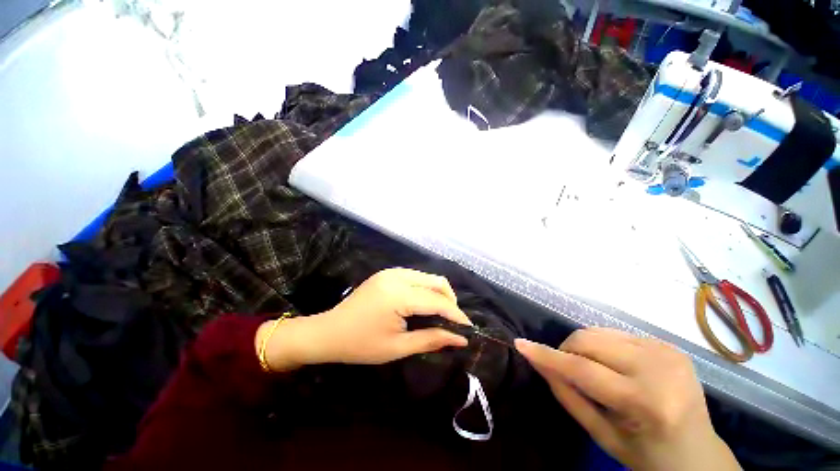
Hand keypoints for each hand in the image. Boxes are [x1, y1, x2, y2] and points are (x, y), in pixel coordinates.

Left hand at [258, 269, 471, 370]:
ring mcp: (391, 272)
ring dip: (438, 293)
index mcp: (398, 295)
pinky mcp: (387, 273)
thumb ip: (431, 339)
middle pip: (436, 281)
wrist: (328, 331)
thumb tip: (459, 339)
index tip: (469, 328)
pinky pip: (416, 277)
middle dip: (450, 300)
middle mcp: (397, 276)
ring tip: (441, 314)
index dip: (456, 314)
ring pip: (427, 277)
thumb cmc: (361, 345)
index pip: (436, 300)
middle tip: (453, 321)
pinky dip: (425, 289)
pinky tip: (424, 304)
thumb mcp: (397, 347)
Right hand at [516, 328, 740, 470]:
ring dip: (583, 347)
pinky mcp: (667, 344)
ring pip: (598, 331)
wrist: (699, 453)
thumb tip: (538, 362)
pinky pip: (615, 333)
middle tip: (566, 370)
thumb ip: (567, 394)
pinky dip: (602, 346)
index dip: (547, 355)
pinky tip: (614, 365)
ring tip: (591, 369)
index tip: (520, 344)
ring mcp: (666, 351)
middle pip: (589, 341)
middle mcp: (659, 368)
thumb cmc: (647, 454)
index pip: (582, 369)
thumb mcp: (602, 434)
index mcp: (646, 401)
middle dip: (566, 351)